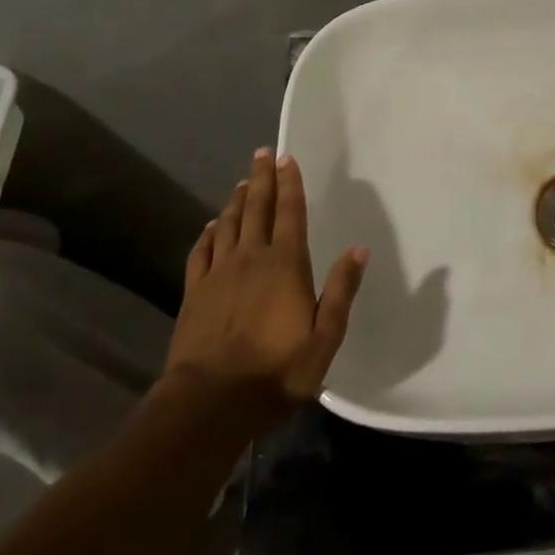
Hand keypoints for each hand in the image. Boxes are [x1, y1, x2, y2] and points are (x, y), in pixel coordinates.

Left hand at [163, 149, 368, 435]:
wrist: (211, 401)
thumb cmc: (277, 370)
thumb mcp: (325, 336)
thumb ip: (341, 290)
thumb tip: (359, 248)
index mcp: (286, 264)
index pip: (290, 213)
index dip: (290, 184)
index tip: (286, 158)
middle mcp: (251, 258)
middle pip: (257, 209)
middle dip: (262, 179)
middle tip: (262, 153)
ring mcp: (219, 273)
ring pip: (228, 225)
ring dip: (237, 201)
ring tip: (243, 183)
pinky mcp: (194, 292)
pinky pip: (201, 252)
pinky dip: (208, 234)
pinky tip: (211, 227)